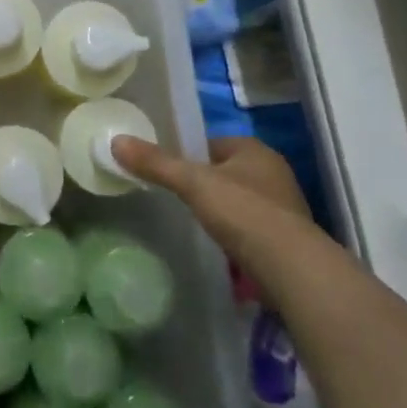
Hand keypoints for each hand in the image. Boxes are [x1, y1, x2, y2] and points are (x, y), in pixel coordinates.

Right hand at [110, 135, 322, 275]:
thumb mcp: (192, 183)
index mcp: (254, 150)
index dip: (189, 154)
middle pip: (227, 171)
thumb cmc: (242, 212)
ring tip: (196, 222)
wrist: (291, 266)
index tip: (168, 171)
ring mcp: (284, 205)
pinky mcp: (287, 237)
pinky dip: (236, 233)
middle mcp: (274, 171)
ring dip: (223, 209)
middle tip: (178, 198)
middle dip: (206, 183)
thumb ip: (156, 164)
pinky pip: (252, 227)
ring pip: (241, 199)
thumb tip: (116, 141)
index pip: (213, 143)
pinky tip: (220, 245)